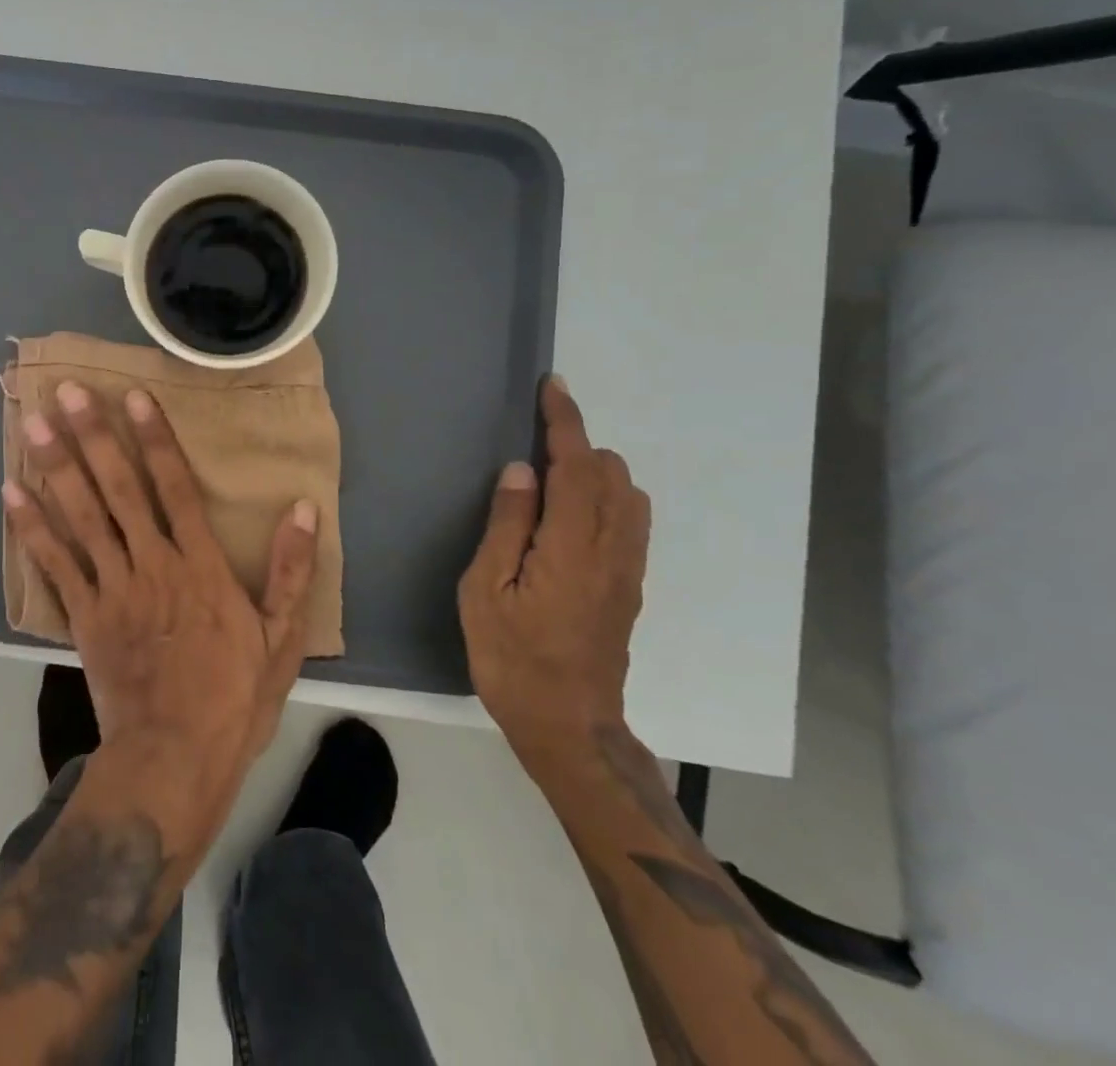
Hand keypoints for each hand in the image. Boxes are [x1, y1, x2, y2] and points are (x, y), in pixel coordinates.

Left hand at [4, 382, 318, 841]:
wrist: (173, 760)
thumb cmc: (233, 697)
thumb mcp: (282, 638)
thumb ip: (292, 570)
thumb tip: (303, 508)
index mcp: (200, 566)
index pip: (174, 487)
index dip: (154, 439)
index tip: (133, 397)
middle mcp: (151, 563)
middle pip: (118, 489)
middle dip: (94, 437)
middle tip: (69, 391)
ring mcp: (112, 588)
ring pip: (81, 516)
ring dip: (57, 467)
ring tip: (34, 424)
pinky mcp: (84, 615)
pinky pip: (55, 563)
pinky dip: (32, 527)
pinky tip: (11, 491)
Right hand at [457, 376, 651, 777]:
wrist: (568, 728)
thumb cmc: (512, 659)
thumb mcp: (486, 592)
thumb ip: (506, 526)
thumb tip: (521, 471)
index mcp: (571, 548)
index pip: (576, 467)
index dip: (565, 423)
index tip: (553, 387)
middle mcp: (611, 551)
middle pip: (611, 474)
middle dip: (577, 448)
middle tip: (531, 453)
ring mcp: (627, 571)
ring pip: (628, 496)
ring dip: (594, 473)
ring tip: (549, 484)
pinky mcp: (630, 588)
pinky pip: (629, 522)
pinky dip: (605, 498)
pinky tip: (569, 518)